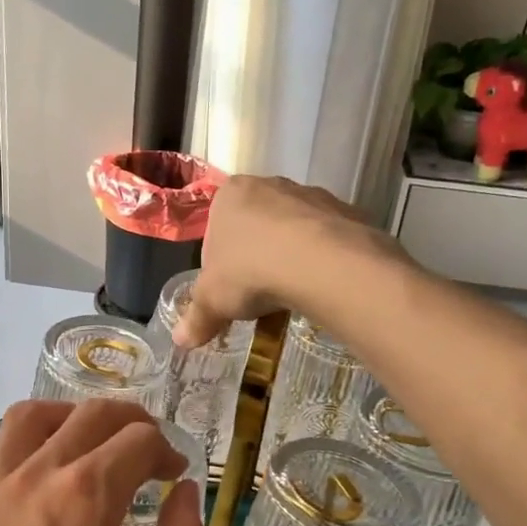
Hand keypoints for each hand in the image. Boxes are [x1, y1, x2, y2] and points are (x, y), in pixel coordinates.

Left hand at [0, 400, 206, 525]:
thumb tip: (186, 492)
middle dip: (130, 420)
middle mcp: (35, 473)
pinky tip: (36, 483)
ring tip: (89, 444)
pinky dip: (23, 450)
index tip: (176, 476)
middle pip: (90, 414)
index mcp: (86, 493)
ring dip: (69, 417)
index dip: (167, 451)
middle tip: (148, 448)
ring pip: (30, 417)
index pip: (139, 440)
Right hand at [174, 175, 391, 347]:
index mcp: (230, 194)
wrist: (322, 264)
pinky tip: (319, 285)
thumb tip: (180, 340)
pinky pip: (326, 239)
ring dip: (289, 257)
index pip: (216, 228)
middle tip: (257, 292)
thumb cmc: (250, 271)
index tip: (228, 289)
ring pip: (293, 231)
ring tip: (291, 293)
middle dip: (255, 257)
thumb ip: (196, 318)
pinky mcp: (346, 212)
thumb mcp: (213, 301)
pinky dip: (321, 259)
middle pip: (255, 226)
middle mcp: (270, 185)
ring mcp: (312, 195)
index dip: (219, 263)